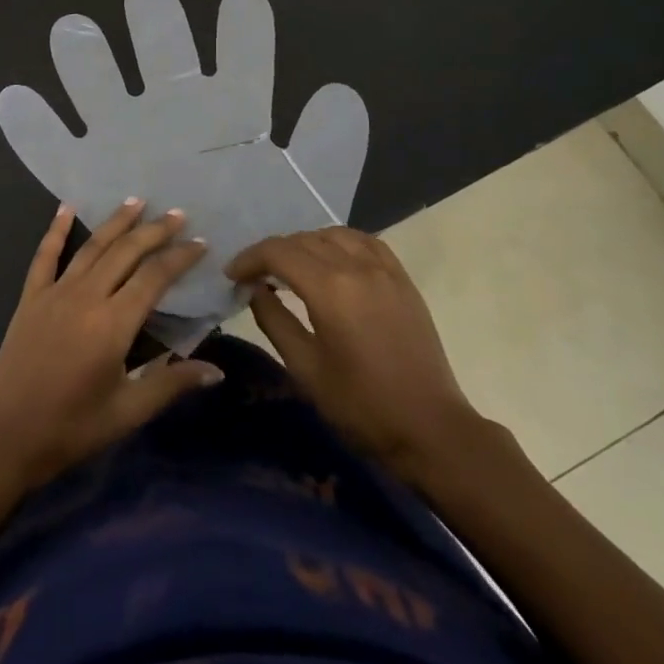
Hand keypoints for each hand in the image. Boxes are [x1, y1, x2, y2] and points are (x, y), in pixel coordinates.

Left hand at [0, 200, 223, 489]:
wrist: (7, 436)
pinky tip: (66, 207)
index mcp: (113, 323)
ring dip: (116, 221)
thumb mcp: (128, 411)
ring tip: (137, 200)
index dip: (179, 257)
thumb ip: (171, 384)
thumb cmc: (72, 428)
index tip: (200, 242)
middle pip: (126, 252)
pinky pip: (45, 255)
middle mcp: (86, 296)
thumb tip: (215, 371)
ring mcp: (55, 292)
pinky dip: (56, 229)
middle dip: (154, 230)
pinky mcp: (31, 297)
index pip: (155, 277)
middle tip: (177, 213)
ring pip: (92, 246)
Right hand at [227, 228, 481, 473]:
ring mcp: (384, 269)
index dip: (249, 259)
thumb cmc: (361, 406)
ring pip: (333, 234)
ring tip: (292, 268)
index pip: (278, 252)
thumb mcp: (305, 368)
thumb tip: (255, 290)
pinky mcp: (402, 279)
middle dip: (273, 252)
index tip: (232, 276)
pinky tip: (332, 259)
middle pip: (303, 240)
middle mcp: (357, 266)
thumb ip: (274, 320)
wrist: (430, 429)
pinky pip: (365, 242)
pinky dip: (340, 242)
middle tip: (256, 276)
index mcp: (330, 288)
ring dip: (305, 244)